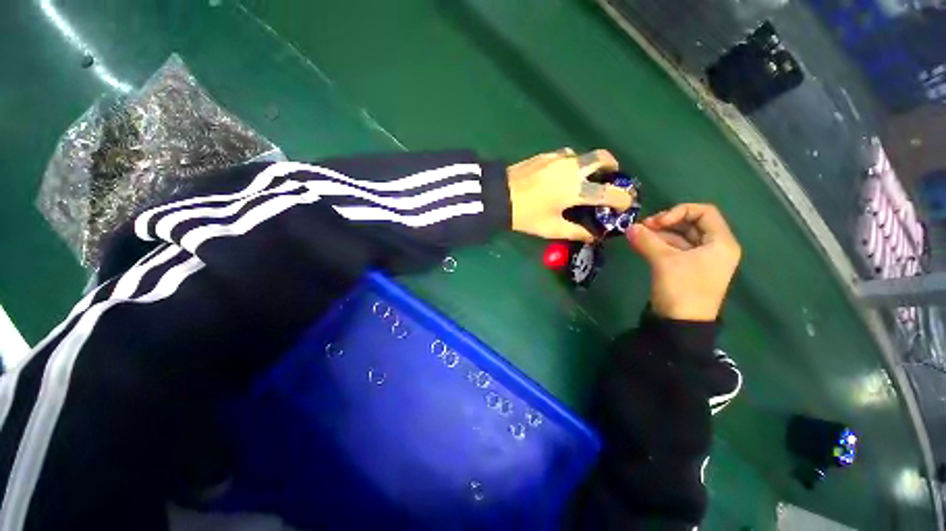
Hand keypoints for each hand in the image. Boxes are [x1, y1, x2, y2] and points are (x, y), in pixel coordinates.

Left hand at [507, 149, 633, 241]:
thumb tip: (594, 236)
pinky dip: (571, 163)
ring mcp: (558, 158)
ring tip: (582, 178)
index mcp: (575, 190)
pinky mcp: (545, 155)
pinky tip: (561, 175)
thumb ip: (575, 232)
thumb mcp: (551, 228)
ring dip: (589, 165)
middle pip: (602, 157)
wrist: (498, 196)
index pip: (608, 192)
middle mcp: (572, 169)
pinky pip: (566, 155)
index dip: (621, 199)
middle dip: (612, 166)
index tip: (626, 203)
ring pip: (583, 155)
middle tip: (610, 177)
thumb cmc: (526, 215)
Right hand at [627, 204, 740, 321]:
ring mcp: (699, 259)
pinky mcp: (686, 269)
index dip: (679, 211)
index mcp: (720, 243)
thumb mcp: (664, 261)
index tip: (657, 222)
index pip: (704, 212)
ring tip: (637, 235)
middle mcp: (713, 248)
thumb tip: (629, 227)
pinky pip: (673, 249)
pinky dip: (658, 245)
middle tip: (643, 227)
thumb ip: (647, 240)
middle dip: (665, 222)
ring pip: (679, 237)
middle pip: (690, 224)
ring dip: (658, 234)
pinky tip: (641, 244)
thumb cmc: (682, 289)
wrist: (681, 324)